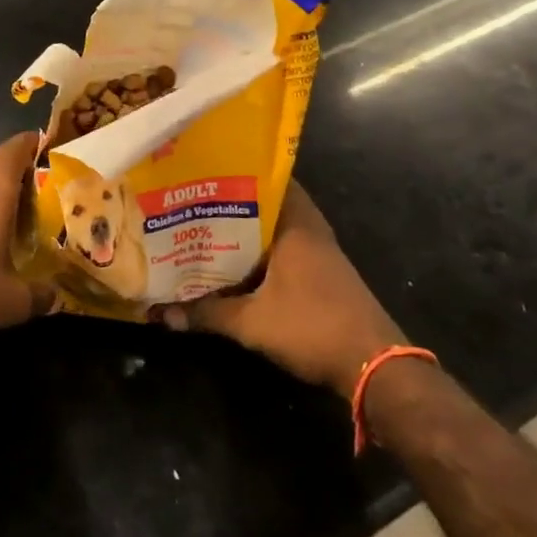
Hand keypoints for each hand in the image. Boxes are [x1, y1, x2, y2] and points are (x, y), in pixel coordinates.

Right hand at [158, 181, 404, 397]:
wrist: (374, 366)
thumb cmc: (313, 328)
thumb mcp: (252, 323)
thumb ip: (207, 313)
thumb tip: (162, 314)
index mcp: (295, 226)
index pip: (266, 180)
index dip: (234, 173)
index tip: (203, 170)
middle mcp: (309, 230)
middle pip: (267, 204)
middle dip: (233, 202)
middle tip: (194, 199)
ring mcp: (319, 251)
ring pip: (275, 227)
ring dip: (246, 228)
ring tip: (204, 226)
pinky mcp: (322, 272)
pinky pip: (284, 247)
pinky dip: (260, 249)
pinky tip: (233, 260)